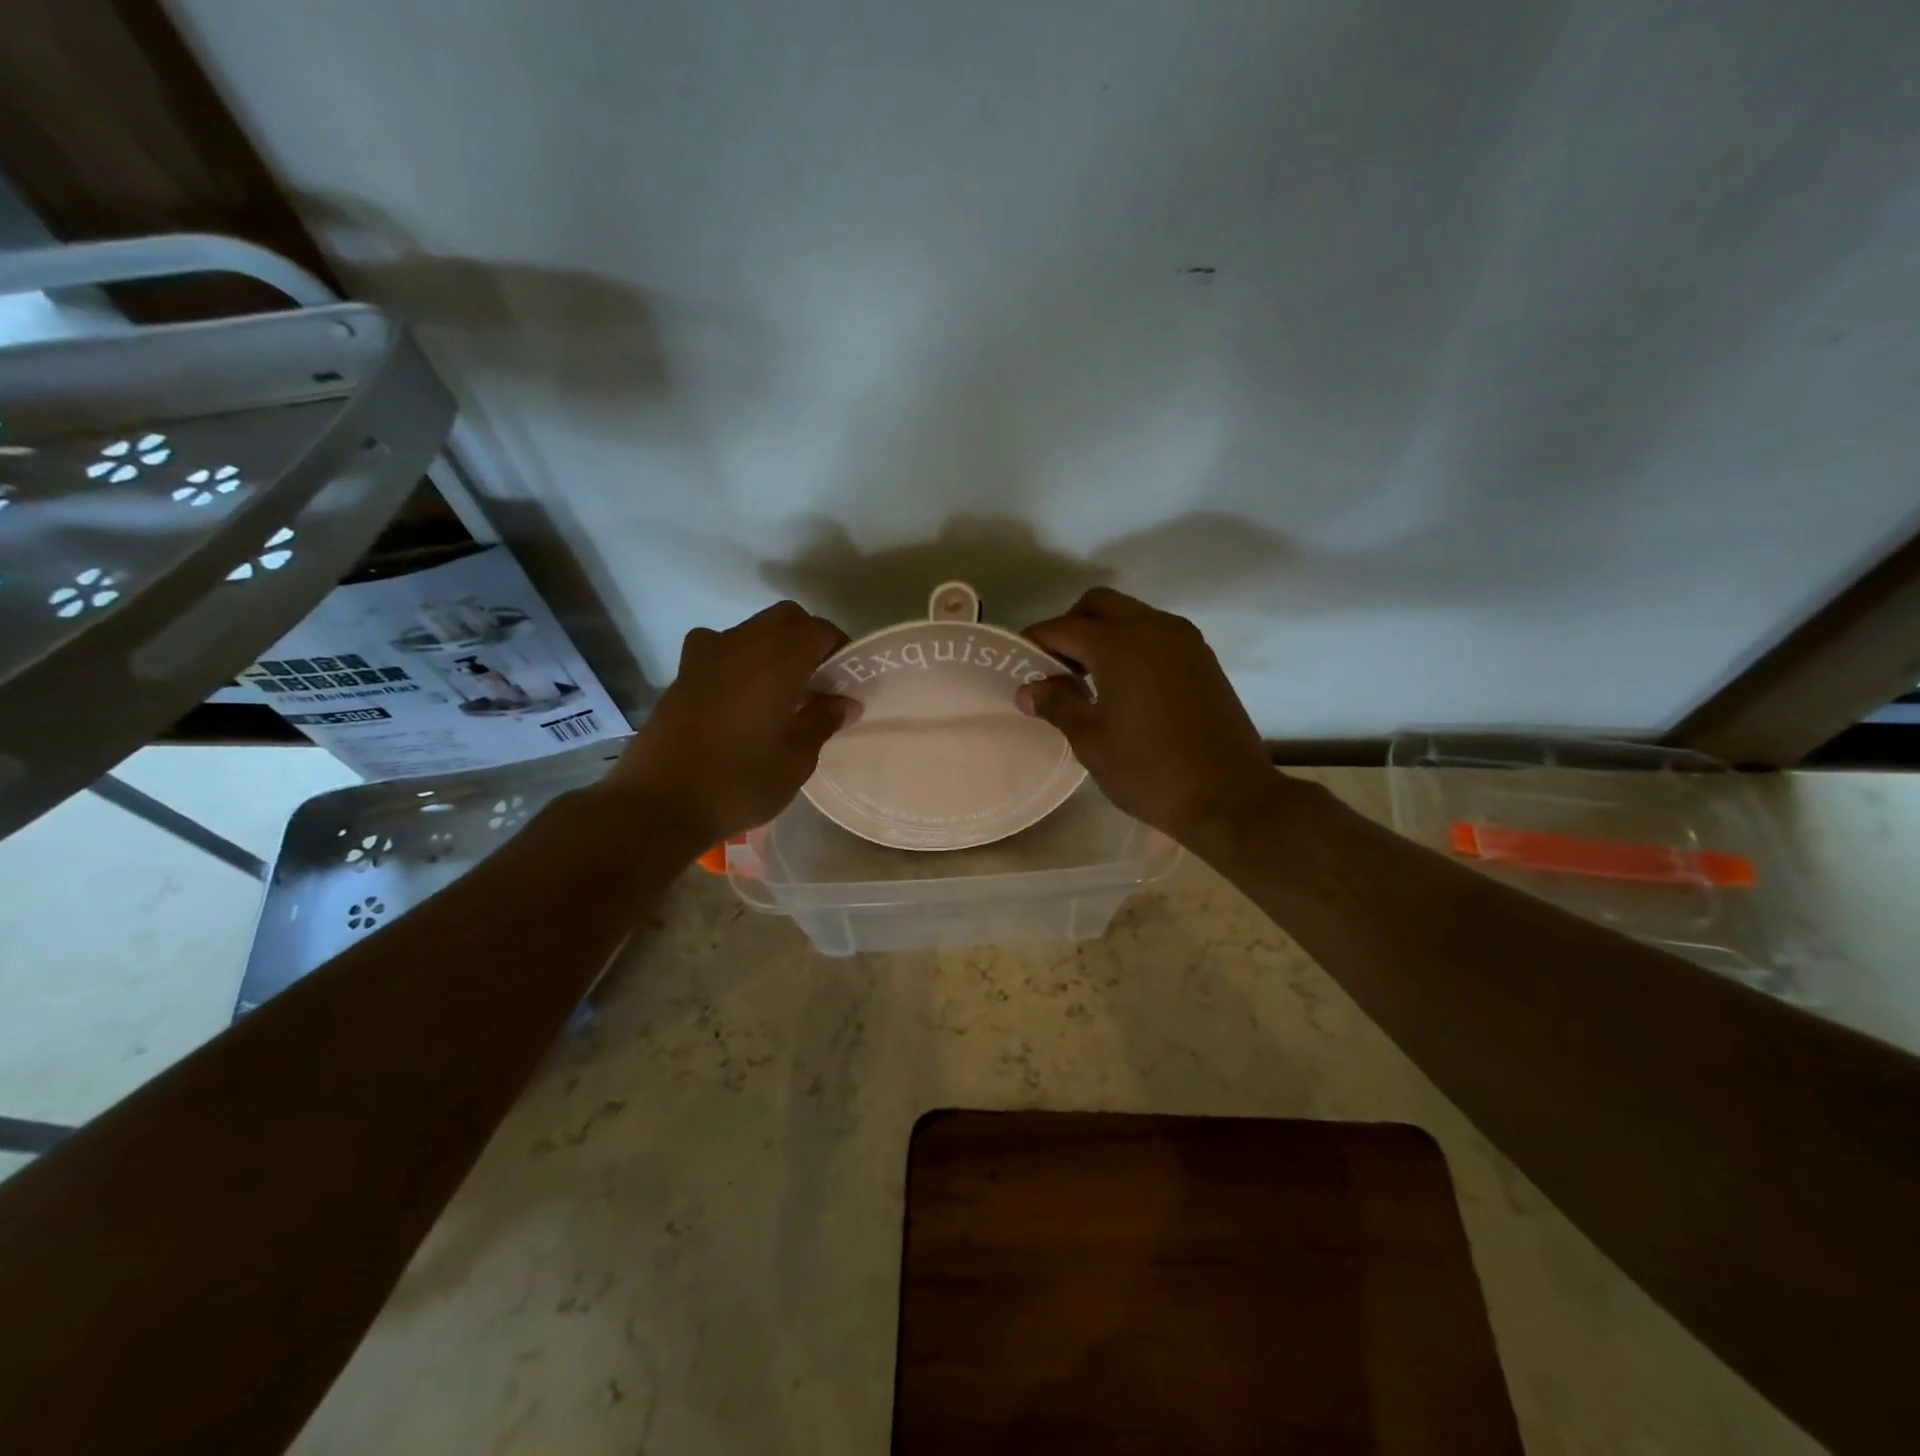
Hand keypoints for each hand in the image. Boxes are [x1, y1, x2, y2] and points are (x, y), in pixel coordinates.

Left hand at [605, 601, 856, 846]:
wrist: (660, 803)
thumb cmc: (741, 781)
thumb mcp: (797, 758)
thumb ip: (823, 720)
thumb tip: (844, 702)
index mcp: (778, 659)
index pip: (820, 630)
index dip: (839, 649)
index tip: (846, 679)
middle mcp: (742, 643)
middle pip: (785, 618)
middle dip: (807, 639)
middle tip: (818, 680)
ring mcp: (705, 655)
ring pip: (750, 630)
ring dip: (772, 647)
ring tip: (780, 690)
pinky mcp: (682, 674)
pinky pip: (720, 650)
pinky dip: (740, 661)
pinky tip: (741, 699)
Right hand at [1016, 588, 1278, 842]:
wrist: (1230, 797)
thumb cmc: (1150, 772)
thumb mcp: (1092, 742)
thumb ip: (1058, 705)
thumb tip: (1028, 689)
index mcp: (1119, 645)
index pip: (1063, 628)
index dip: (1035, 641)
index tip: (1018, 663)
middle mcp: (1153, 628)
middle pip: (1098, 605)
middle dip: (1070, 626)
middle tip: (1056, 667)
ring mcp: (1184, 640)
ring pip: (1131, 614)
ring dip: (1103, 632)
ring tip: (1089, 678)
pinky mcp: (1203, 658)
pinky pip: (1156, 632)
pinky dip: (1132, 643)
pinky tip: (1125, 684)